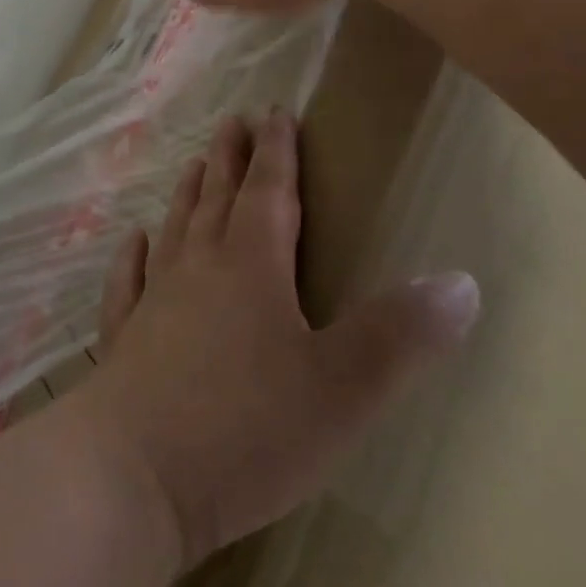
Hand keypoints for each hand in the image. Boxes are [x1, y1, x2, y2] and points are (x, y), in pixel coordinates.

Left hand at [76, 111, 478, 565]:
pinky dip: (133, 257)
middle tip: (232, 122)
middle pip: (219, 200)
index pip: (269, 193)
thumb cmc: (245, 430)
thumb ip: (400, 335)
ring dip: (189, 196)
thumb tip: (462, 280)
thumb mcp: (342, 390)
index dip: (277, 152)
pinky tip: (133, 241)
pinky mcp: (123, 339)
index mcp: (251, 269)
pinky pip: (128, 282)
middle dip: (231, 159)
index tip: (274, 112)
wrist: (132, 474)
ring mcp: (154, 302)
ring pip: (176, 231)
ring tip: (196, 166)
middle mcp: (198, 270)